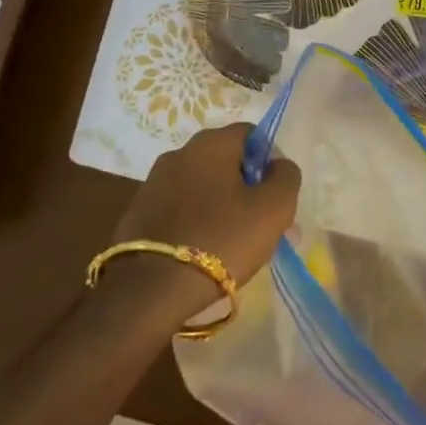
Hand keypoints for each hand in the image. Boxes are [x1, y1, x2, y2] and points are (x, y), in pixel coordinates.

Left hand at [109, 123, 301, 321]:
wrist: (150, 289)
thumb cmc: (222, 239)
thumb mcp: (274, 208)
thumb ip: (286, 177)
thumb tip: (278, 166)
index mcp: (211, 143)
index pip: (252, 134)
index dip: (270, 160)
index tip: (276, 194)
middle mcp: (179, 152)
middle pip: (226, 161)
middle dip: (248, 187)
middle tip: (262, 223)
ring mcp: (154, 182)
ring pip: (203, 186)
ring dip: (223, 205)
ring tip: (235, 243)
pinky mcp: (139, 211)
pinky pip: (181, 207)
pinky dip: (198, 220)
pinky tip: (206, 250)